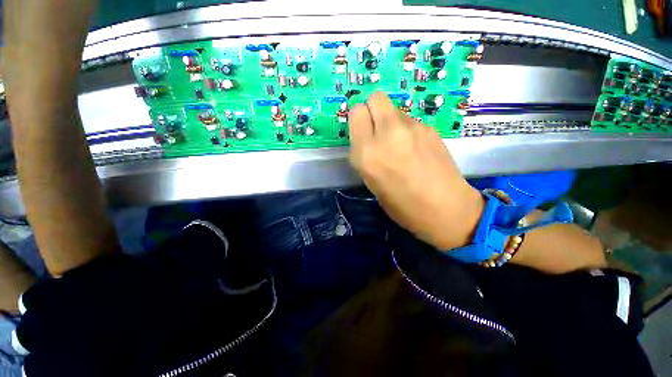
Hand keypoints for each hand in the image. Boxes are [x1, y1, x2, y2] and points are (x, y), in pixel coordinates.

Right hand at [348, 92, 483, 250]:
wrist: (446, 209)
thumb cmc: (402, 205)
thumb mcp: (371, 182)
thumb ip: (366, 154)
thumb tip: (367, 138)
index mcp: (367, 153)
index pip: (356, 112)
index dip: (358, 120)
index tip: (362, 132)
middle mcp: (387, 134)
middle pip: (376, 98)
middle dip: (372, 109)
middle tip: (376, 130)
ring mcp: (412, 128)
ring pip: (393, 109)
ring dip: (389, 121)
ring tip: (398, 144)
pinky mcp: (430, 128)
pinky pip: (409, 120)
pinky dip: (406, 129)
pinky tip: (414, 148)